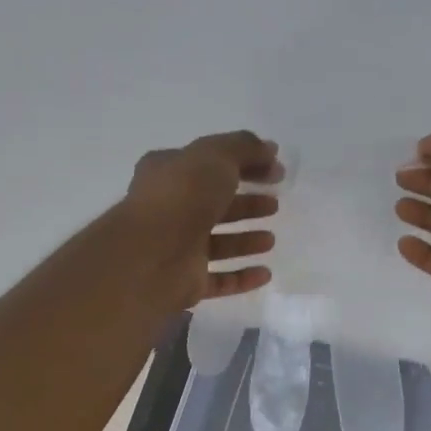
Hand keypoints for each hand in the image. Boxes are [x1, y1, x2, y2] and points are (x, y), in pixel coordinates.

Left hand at [127, 131, 282, 306]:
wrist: (152, 254)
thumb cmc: (182, 196)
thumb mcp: (215, 156)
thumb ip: (244, 148)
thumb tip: (269, 149)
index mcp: (170, 173)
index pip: (211, 164)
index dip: (245, 163)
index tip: (277, 171)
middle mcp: (171, 209)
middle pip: (215, 205)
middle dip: (246, 204)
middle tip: (274, 204)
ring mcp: (178, 248)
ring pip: (218, 243)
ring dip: (245, 240)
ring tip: (270, 239)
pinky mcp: (187, 282)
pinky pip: (219, 280)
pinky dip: (242, 277)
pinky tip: (265, 273)